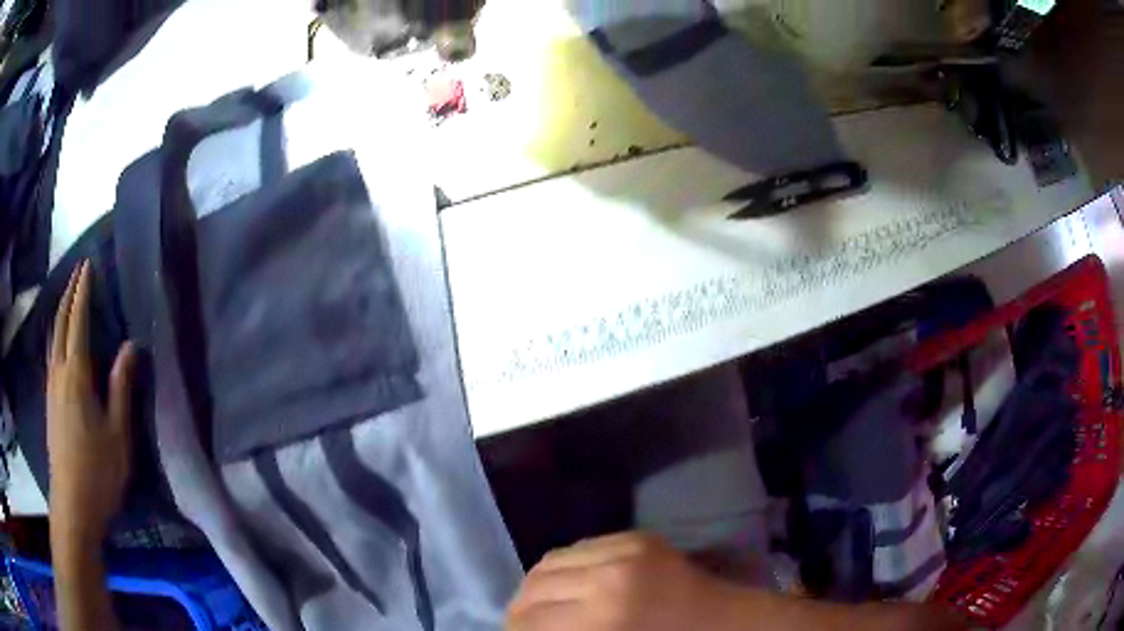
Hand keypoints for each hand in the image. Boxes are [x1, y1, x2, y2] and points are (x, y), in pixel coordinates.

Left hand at [47, 261, 136, 545]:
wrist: (73, 503)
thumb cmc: (98, 469)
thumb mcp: (117, 432)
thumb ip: (121, 386)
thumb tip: (130, 346)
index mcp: (76, 374)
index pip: (78, 321)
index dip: (83, 292)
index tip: (88, 266)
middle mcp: (59, 371)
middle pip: (60, 322)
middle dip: (68, 293)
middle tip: (78, 272)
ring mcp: (51, 386)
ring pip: (52, 337)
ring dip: (59, 312)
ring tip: (67, 298)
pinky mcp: (49, 401)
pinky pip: (50, 354)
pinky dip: (55, 335)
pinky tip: (58, 341)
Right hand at [506, 533, 745, 630]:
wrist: (731, 622)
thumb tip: (528, 630)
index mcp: (605, 620)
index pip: (530, 620)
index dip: (514, 630)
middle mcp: (608, 577)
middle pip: (533, 587)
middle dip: (521, 609)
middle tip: (521, 623)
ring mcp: (626, 550)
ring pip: (550, 561)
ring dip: (537, 585)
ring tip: (539, 602)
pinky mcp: (639, 537)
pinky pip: (581, 547)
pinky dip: (565, 566)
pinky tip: (570, 583)